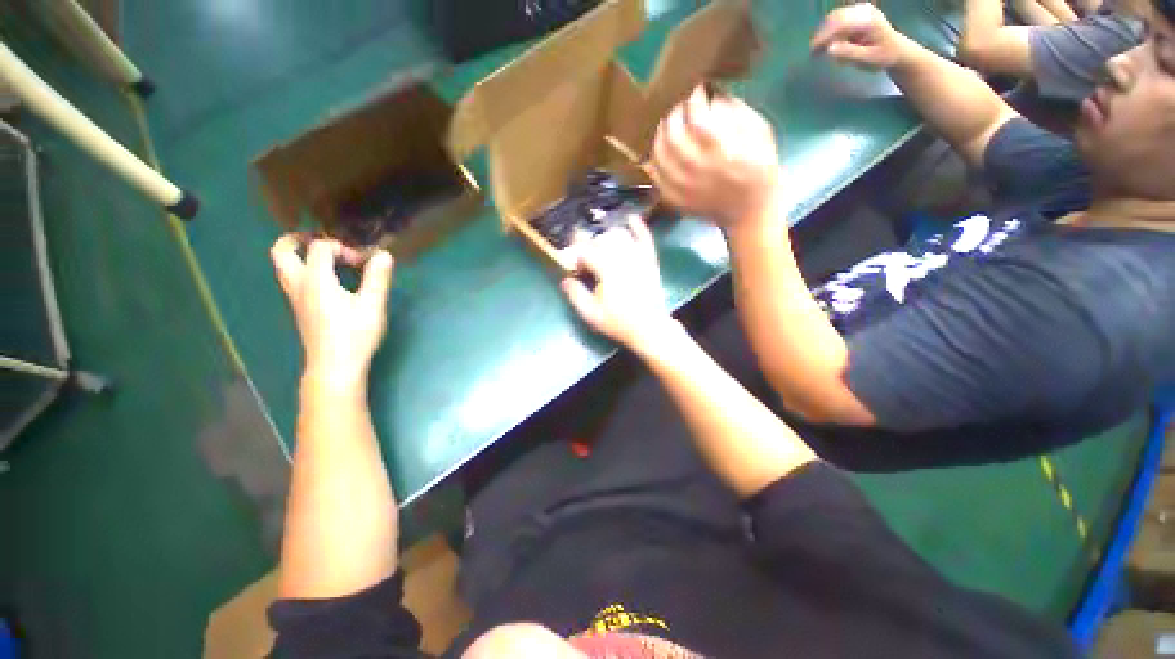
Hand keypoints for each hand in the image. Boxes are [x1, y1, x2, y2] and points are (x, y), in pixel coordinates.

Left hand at [270, 235, 393, 387]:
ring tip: (329, 260)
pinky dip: (306, 270)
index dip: (341, 247)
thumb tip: (383, 254)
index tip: (362, 262)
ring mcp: (295, 298)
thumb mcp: (372, 305)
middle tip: (322, 241)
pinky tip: (331, 281)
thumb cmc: (354, 335)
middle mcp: (298, 285)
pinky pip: (294, 279)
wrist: (334, 366)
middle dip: (298, 239)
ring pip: (285, 267)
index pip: (319, 247)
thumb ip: (377, 277)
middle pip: (282, 251)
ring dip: (301, 255)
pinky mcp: (300, 310)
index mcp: (315, 280)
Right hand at [560, 217, 673, 350]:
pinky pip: (645, 238)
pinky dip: (638, 227)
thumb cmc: (618, 322)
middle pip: (601, 239)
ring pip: (620, 235)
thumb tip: (565, 279)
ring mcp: (639, 257)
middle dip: (590, 246)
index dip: (576, 251)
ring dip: (607, 236)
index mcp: (606, 270)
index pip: (586, 250)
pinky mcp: (650, 260)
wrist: (649, 328)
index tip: (572, 258)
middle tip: (587, 261)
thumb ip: (576, 295)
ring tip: (602, 247)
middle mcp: (622, 258)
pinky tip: (631, 219)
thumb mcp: (591, 314)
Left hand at [649, 85, 781, 226]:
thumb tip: (711, 100)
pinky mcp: (676, 200)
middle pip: (673, 136)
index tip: (697, 92)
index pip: (698, 119)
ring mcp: (683, 187)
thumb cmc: (760, 171)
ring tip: (667, 127)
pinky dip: (654, 163)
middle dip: (675, 115)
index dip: (694, 101)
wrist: (748, 213)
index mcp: (722, 152)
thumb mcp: (761, 135)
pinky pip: (656, 178)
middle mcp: (698, 170)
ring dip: (660, 136)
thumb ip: (737, 113)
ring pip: (660, 157)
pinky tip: (658, 153)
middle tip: (680, 108)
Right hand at [811, 3, 904, 69]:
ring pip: (835, 17)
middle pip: (836, 18)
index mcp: (869, 21)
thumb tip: (829, 49)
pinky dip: (830, 30)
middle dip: (822, 34)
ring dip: (825, 32)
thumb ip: (850, 53)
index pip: (841, 24)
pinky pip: (838, 18)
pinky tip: (829, 43)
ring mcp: (861, 9)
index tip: (813, 51)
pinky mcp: (857, 12)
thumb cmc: (883, 57)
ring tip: (819, 49)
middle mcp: (865, 11)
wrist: (896, 49)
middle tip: (813, 52)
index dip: (825, 36)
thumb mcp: (868, 59)